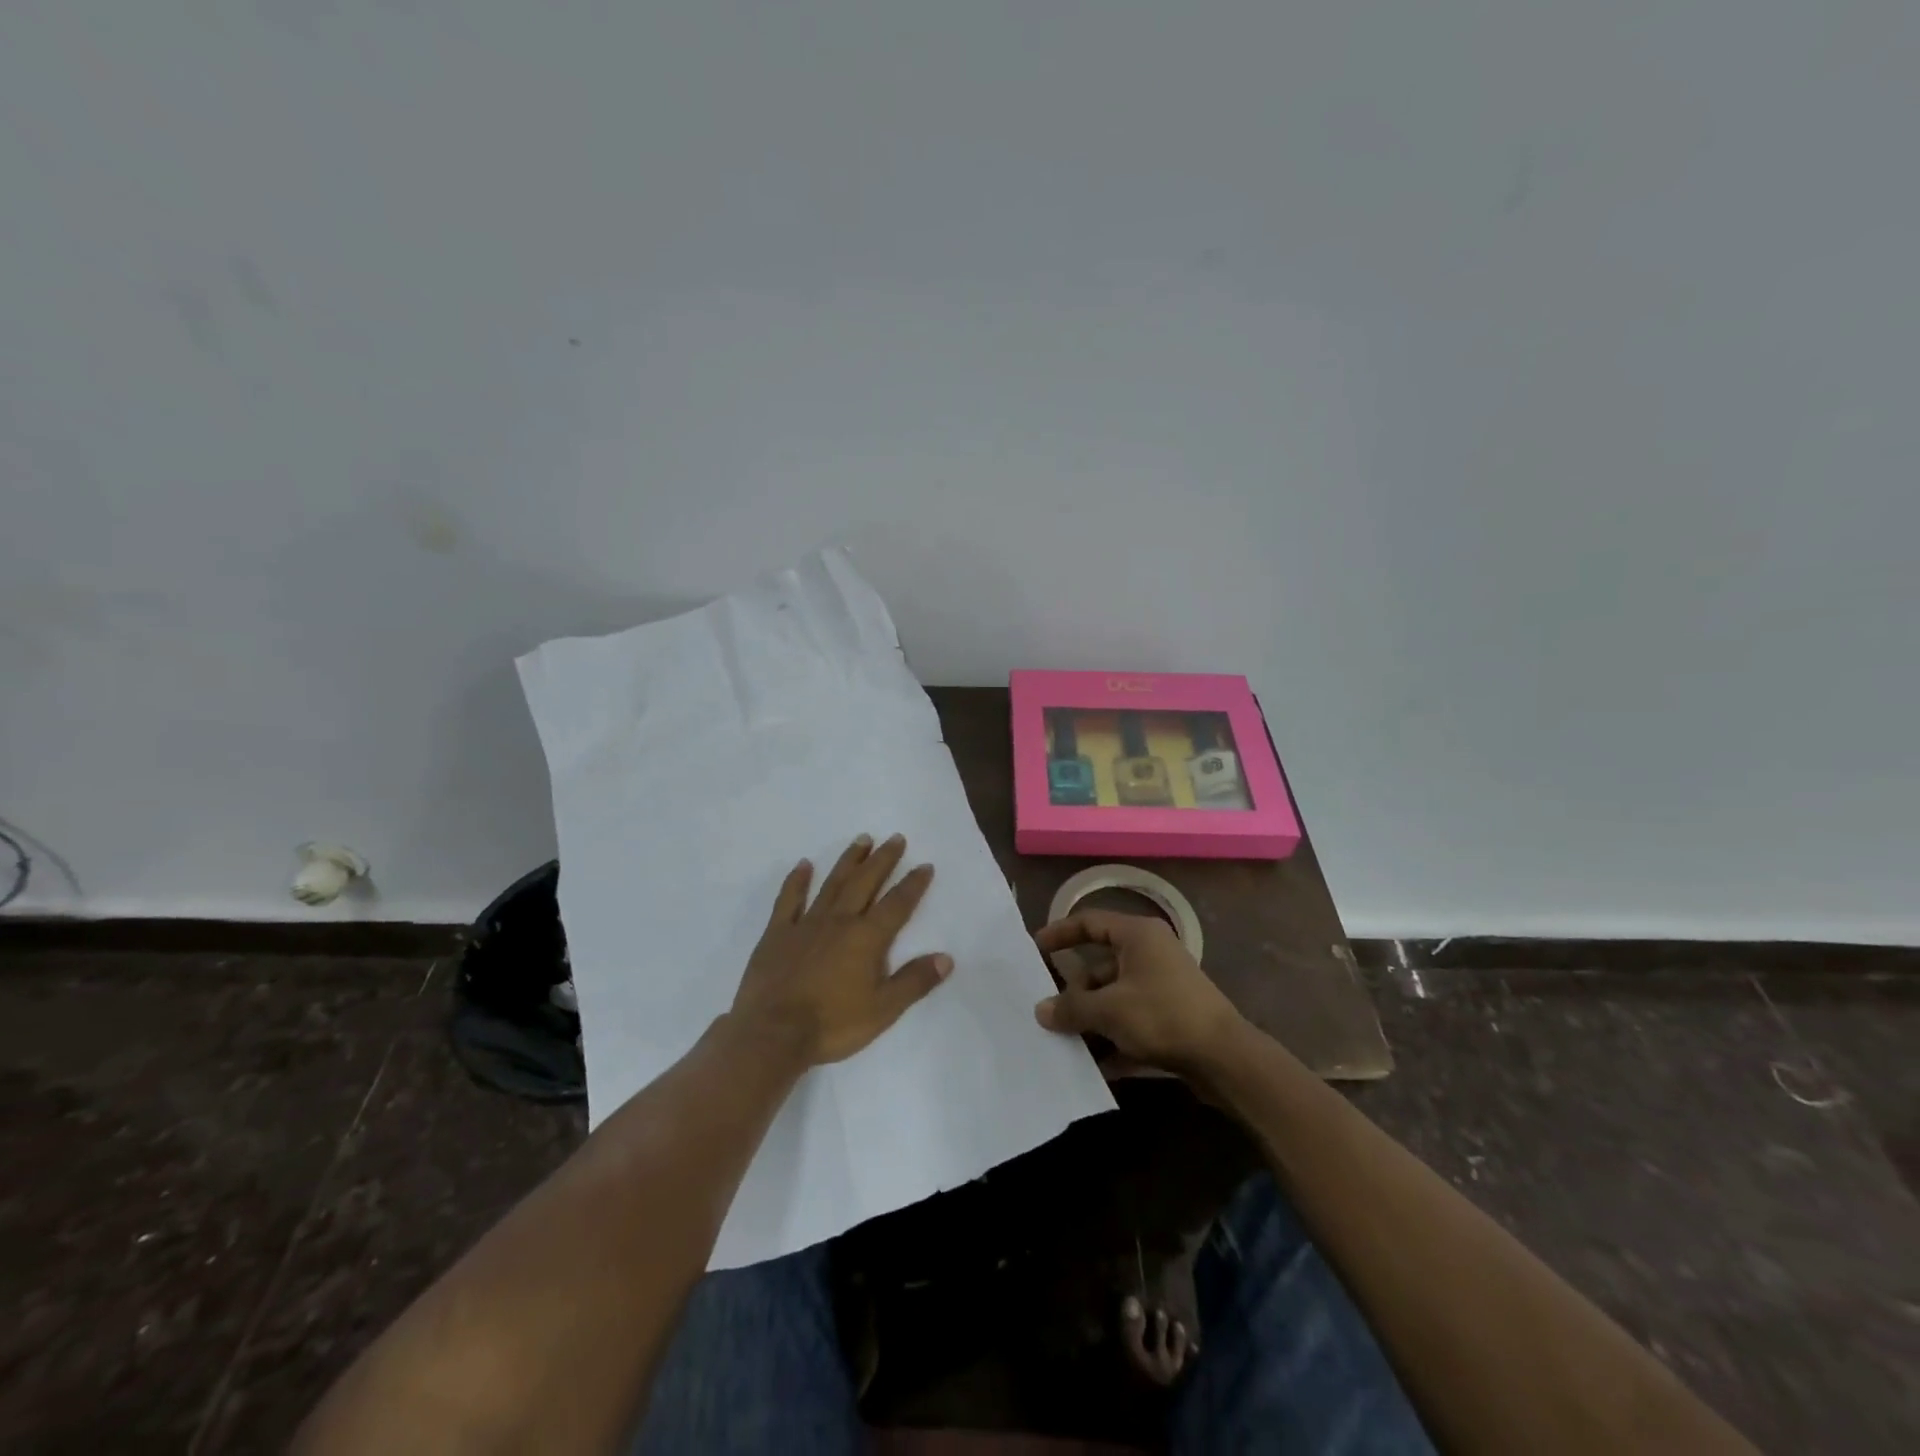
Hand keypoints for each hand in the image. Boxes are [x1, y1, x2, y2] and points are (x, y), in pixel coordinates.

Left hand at [732, 833, 951, 1065]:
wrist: (772, 1034)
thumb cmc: (832, 1024)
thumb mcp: (883, 1010)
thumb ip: (914, 981)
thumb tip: (946, 958)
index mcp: (866, 938)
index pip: (897, 904)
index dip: (912, 884)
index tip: (924, 865)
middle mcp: (839, 921)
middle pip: (865, 883)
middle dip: (882, 860)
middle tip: (895, 838)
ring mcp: (805, 924)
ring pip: (832, 884)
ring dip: (848, 861)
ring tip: (862, 840)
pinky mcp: (777, 934)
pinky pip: (789, 900)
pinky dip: (797, 881)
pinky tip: (803, 865)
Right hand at [1033, 911, 1243, 1074]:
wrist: (1225, 1058)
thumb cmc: (1163, 1016)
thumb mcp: (1109, 1010)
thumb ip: (1072, 1007)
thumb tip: (1041, 1009)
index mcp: (1137, 935)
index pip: (1090, 922)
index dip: (1060, 933)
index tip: (1034, 949)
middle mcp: (1150, 953)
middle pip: (1100, 965)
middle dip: (1074, 991)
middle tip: (1046, 1010)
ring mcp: (1162, 986)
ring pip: (1115, 997)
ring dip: (1091, 1019)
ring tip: (1063, 1041)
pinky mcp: (1171, 1017)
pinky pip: (1131, 1021)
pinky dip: (1113, 1039)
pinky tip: (1094, 1066)